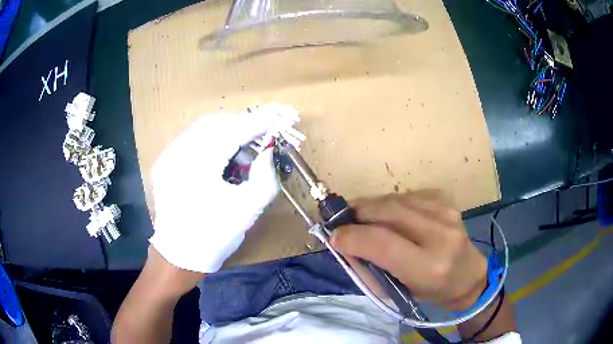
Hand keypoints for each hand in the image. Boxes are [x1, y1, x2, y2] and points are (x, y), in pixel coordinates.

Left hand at [149, 107, 293, 272]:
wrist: (179, 256)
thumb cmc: (214, 236)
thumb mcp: (247, 209)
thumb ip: (266, 176)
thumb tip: (270, 150)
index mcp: (198, 165)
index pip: (235, 131)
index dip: (261, 120)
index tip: (283, 113)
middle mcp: (178, 153)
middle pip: (217, 123)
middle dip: (244, 124)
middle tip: (266, 133)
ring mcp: (169, 156)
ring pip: (203, 129)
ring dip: (229, 131)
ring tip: (246, 146)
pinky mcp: (166, 163)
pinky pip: (193, 140)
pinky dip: (213, 140)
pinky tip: (224, 154)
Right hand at [331, 190, 486, 310]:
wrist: (467, 275)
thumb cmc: (429, 291)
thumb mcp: (395, 291)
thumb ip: (366, 267)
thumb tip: (342, 241)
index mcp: (429, 267)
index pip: (382, 242)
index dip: (351, 236)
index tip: (333, 237)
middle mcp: (441, 234)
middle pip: (387, 211)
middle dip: (357, 212)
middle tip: (341, 220)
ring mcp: (446, 212)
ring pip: (395, 199)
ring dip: (371, 206)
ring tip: (361, 217)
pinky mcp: (446, 200)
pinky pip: (407, 195)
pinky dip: (390, 203)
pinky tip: (389, 215)